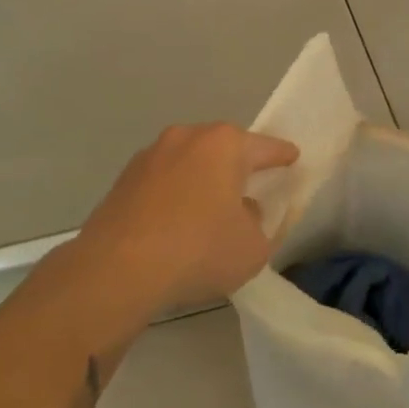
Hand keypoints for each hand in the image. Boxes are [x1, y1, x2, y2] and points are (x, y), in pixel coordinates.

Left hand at [77, 123, 298, 316]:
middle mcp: (187, 138)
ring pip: (188, 162)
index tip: (292, 157)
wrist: (117, 270)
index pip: (264, 147)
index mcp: (224, 144)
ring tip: (208, 209)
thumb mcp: (252, 247)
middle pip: (222, 147)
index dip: (281, 154)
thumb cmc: (198, 250)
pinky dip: (173, 196)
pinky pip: (162, 182)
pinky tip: (174, 224)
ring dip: (201, 180)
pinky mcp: (123, 180)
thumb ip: (258, 224)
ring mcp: (150, 156)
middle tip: (250, 185)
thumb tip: (242, 211)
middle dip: (236, 164)